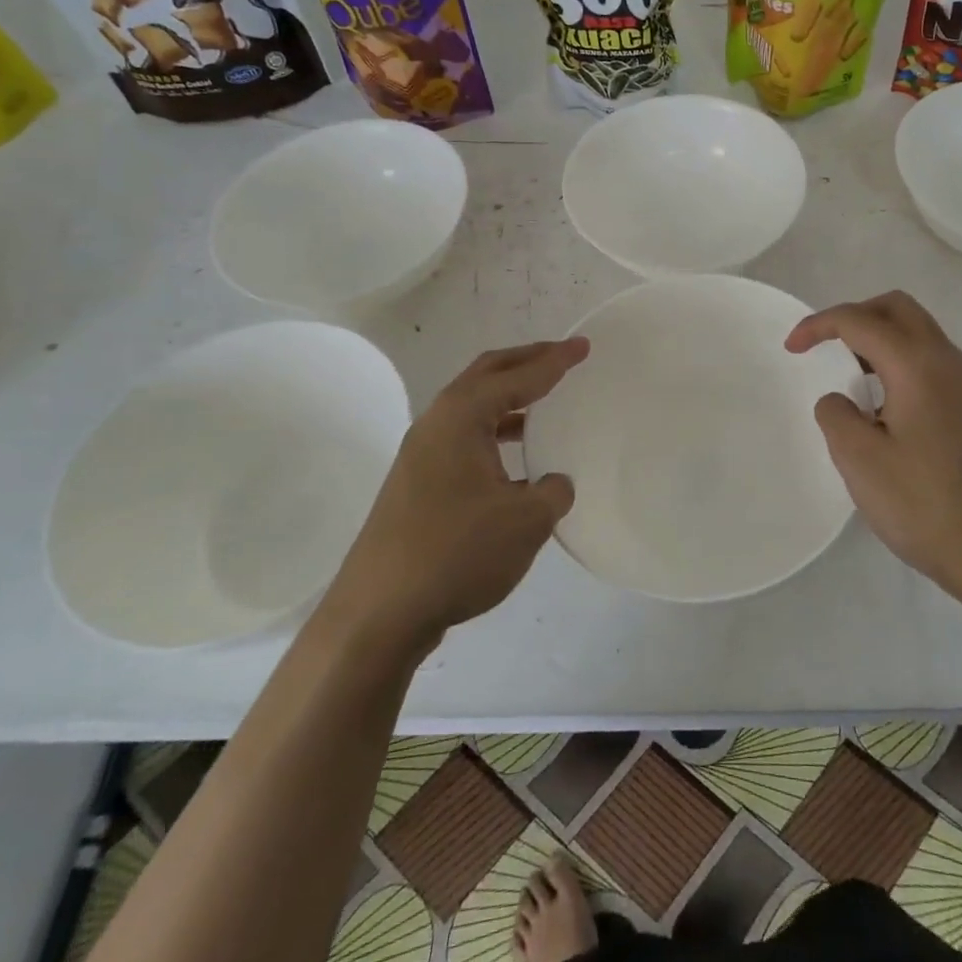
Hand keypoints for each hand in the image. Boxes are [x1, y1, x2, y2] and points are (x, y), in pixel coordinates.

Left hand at [327, 338, 589, 647]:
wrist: (378, 615)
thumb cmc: (456, 553)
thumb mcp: (525, 521)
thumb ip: (553, 492)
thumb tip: (553, 483)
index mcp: (461, 418)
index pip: (517, 376)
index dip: (554, 360)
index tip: (584, 346)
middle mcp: (436, 425)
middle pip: (486, 376)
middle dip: (526, 362)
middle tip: (561, 357)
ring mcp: (422, 456)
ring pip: (473, 409)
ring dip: (509, 399)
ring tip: (544, 402)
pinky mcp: (418, 485)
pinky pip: (465, 439)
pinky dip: (495, 433)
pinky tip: (517, 462)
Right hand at [785, 291, 961, 607]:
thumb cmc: (923, 504)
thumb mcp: (859, 459)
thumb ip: (836, 414)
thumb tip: (841, 400)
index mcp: (917, 365)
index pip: (859, 321)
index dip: (818, 326)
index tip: (791, 349)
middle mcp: (946, 360)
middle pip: (896, 308)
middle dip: (854, 316)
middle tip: (823, 346)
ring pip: (916, 330)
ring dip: (877, 336)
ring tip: (847, 374)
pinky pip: (927, 357)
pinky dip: (896, 358)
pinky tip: (879, 401)